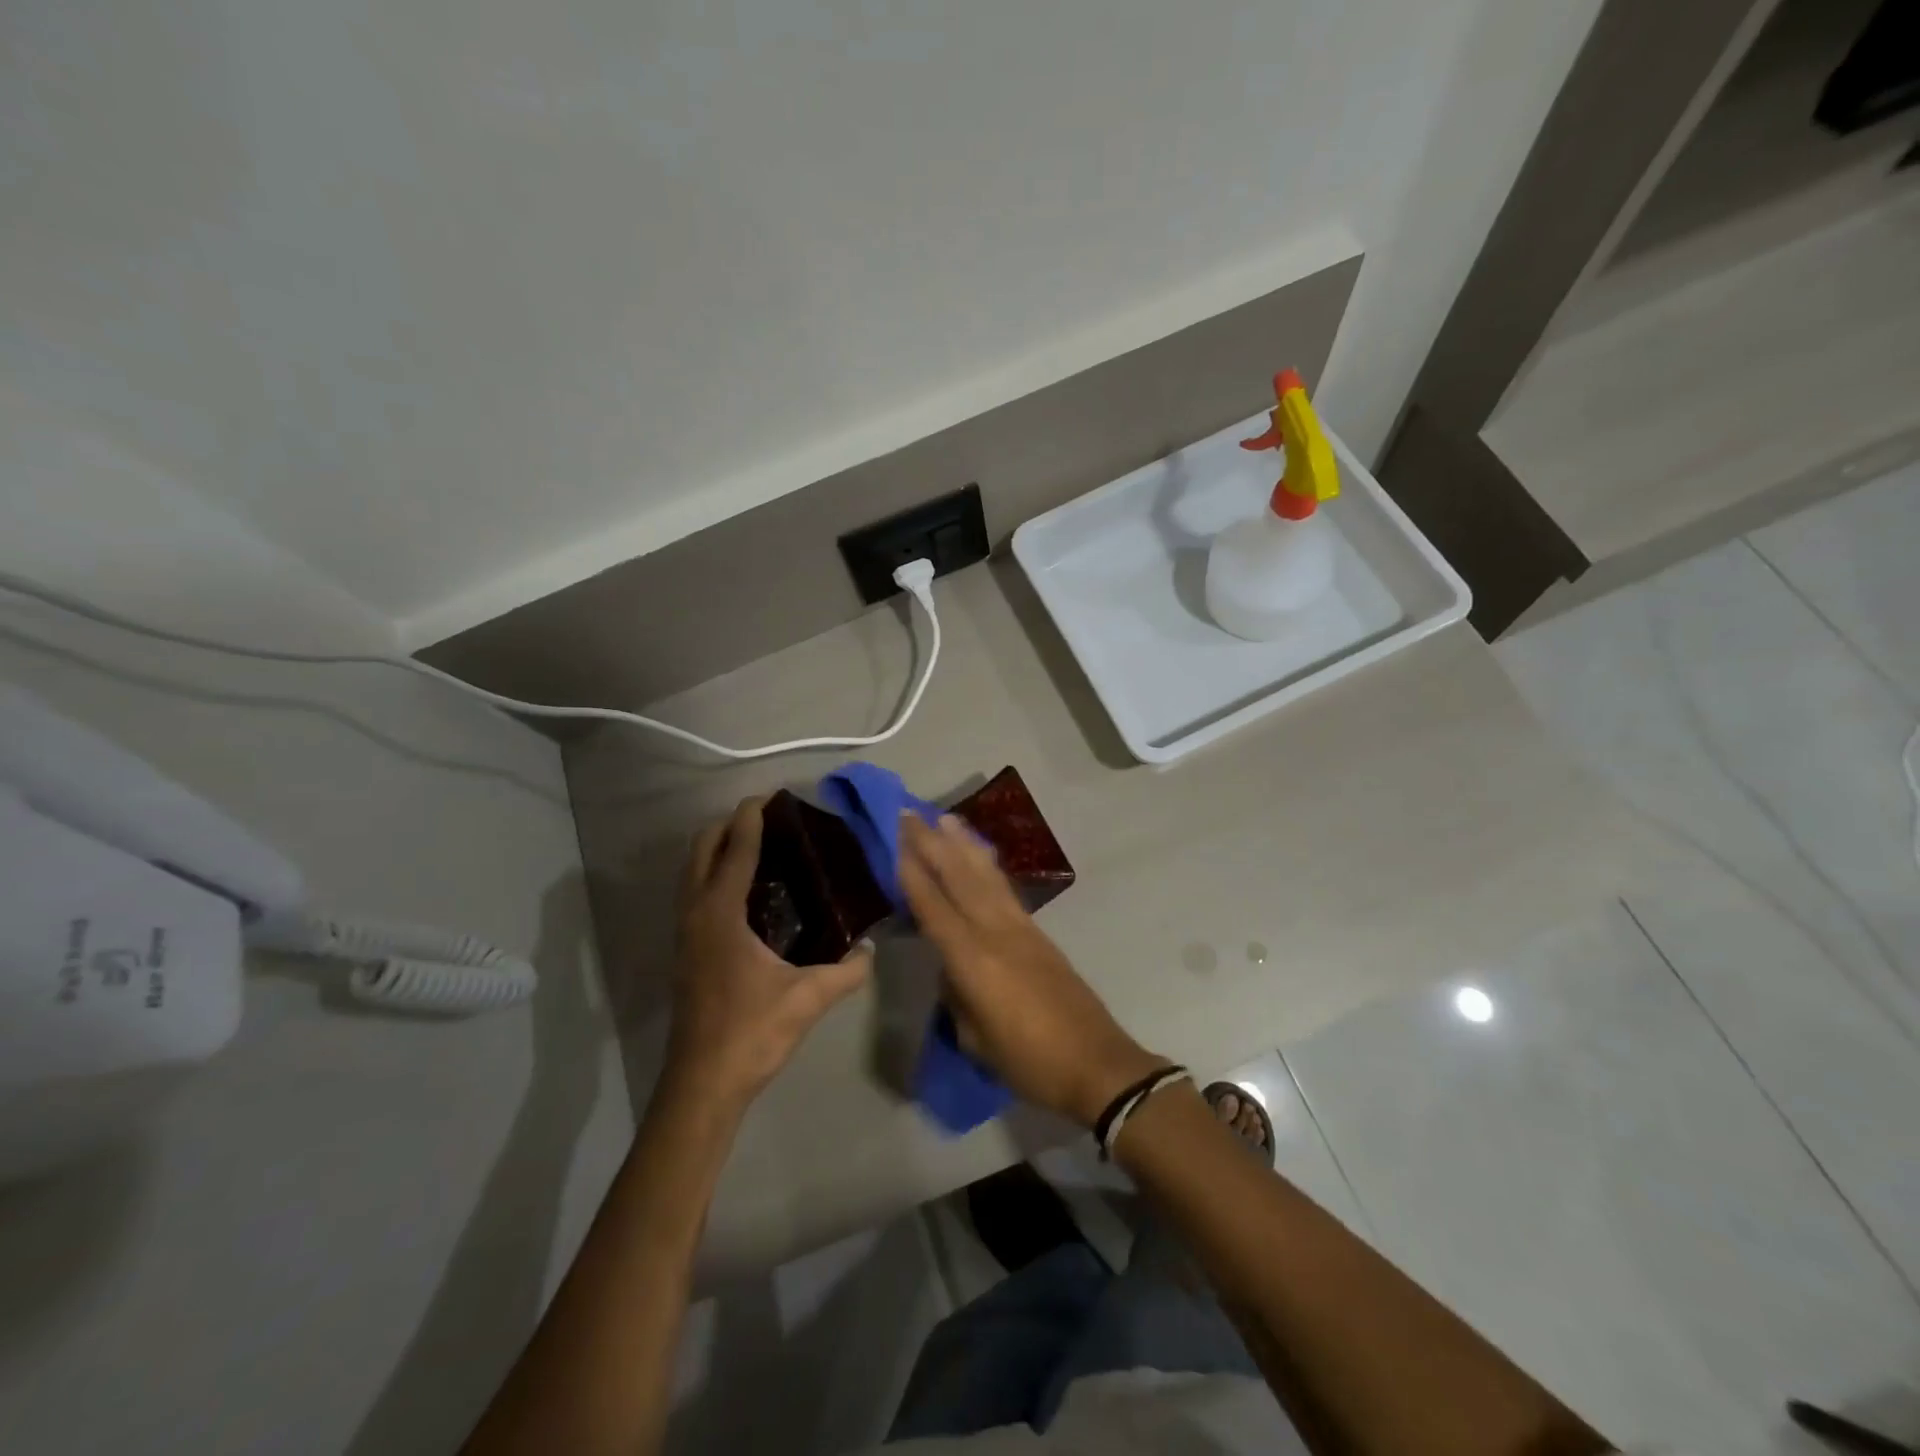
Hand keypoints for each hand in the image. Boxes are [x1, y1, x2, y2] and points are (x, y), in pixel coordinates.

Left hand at [663, 798, 873, 1111]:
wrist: (702, 1083)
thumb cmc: (751, 1033)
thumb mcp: (807, 999)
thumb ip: (847, 971)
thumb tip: (871, 949)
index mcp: (721, 914)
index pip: (735, 850)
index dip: (750, 819)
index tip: (768, 796)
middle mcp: (696, 913)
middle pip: (702, 849)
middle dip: (728, 825)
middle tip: (767, 819)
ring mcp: (685, 933)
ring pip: (693, 871)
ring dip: (718, 849)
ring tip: (758, 846)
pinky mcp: (686, 951)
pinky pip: (696, 893)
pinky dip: (714, 875)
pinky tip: (748, 892)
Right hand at [898, 813, 1165, 1126]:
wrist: (1097, 1063)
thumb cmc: (1029, 1061)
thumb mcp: (976, 1039)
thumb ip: (957, 996)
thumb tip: (949, 969)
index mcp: (973, 959)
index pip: (933, 906)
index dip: (912, 872)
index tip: (894, 840)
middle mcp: (996, 931)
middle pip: (958, 877)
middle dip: (932, 843)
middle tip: (909, 814)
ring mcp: (1021, 927)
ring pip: (985, 875)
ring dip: (963, 843)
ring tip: (945, 817)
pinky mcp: (1038, 932)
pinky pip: (1005, 888)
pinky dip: (988, 865)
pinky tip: (980, 855)